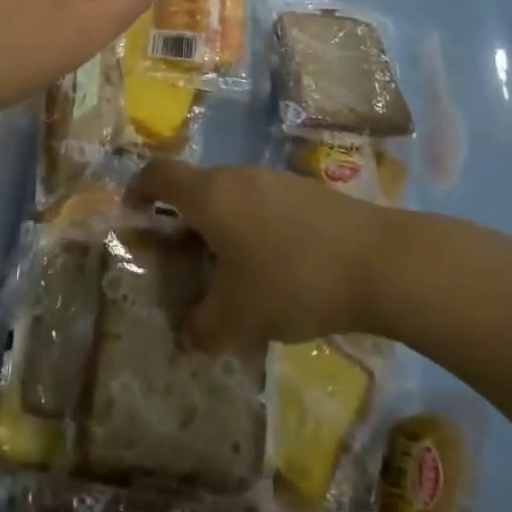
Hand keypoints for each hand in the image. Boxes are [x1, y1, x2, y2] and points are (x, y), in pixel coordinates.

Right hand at [129, 161, 391, 349]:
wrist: (380, 261)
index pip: (158, 175)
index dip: (137, 189)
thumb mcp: (239, 317)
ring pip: (232, 195)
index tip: (132, 213)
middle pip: (196, 187)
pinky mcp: (307, 190)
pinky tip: (273, 266)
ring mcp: (275, 180)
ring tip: (228, 270)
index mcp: (210, 195)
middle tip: (180, 259)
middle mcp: (238, 177)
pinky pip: (263, 203)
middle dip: (181, 219)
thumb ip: (203, 327)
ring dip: (220, 225)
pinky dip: (253, 227)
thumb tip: (187, 336)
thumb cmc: (293, 281)